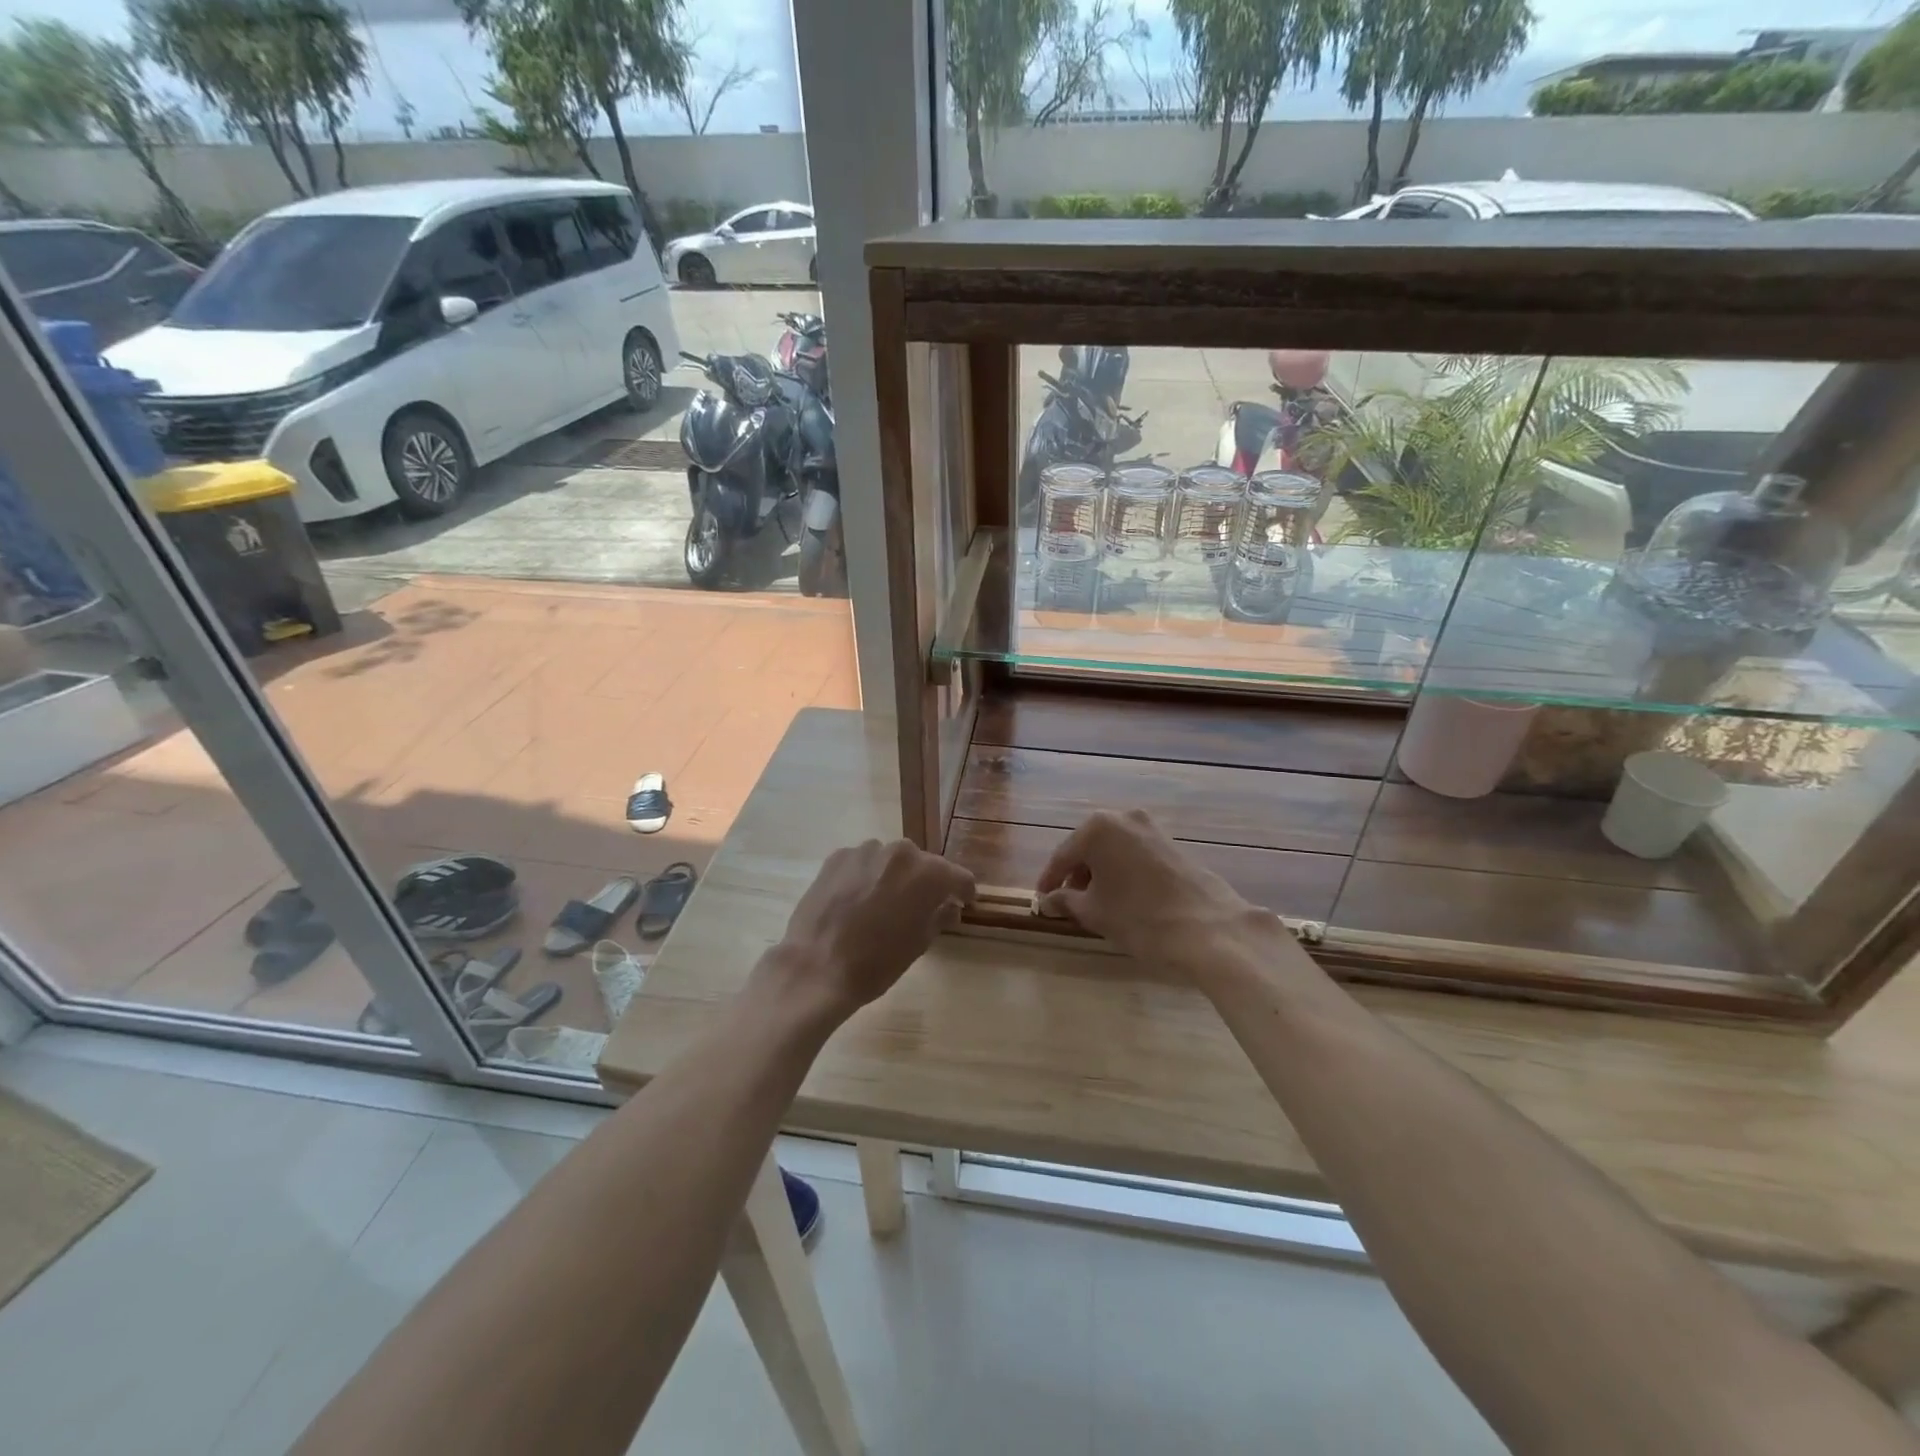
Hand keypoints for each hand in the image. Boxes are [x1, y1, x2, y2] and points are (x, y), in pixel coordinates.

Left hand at [766, 839, 975, 1022]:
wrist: (816, 967)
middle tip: (918, 908)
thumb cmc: (876, 962)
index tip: (963, 903)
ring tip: (882, 904)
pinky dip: (866, 876)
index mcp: (928, 873)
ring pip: (890, 861)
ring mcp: (866, 850)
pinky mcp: (838, 856)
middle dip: (925, 883)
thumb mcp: (919, 944)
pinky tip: (856, 901)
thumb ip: (939, 917)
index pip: (958, 877)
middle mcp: (900, 852)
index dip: (963, 892)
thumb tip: (949, 908)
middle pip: (923, 864)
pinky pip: (863, 863)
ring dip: (893, 877)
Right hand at [1036, 810, 1268, 972]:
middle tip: (1069, 901)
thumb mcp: (1094, 912)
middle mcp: (1123, 818)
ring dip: (1101, 872)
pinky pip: (1135, 853)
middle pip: (1088, 847)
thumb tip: (1048, 900)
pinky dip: (1123, 870)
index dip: (1050, 881)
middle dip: (1077, 873)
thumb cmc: (1139, 918)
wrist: (1208, 929)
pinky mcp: (1173, 842)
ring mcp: (1152, 828)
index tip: (1042, 900)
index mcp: (1097, 828)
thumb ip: (1065, 901)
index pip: (1062, 856)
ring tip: (1097, 902)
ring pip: (1113, 849)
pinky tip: (1124, 896)